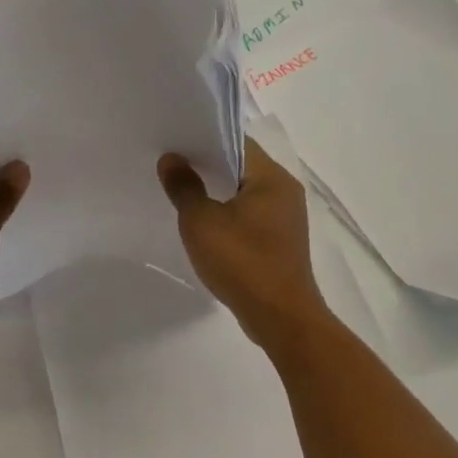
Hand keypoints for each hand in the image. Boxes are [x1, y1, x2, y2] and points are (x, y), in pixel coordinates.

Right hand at [158, 139, 331, 351]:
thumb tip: (171, 159)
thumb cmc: (242, 263)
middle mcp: (285, 191)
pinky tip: (205, 227)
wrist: (280, 317)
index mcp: (272, 177)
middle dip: (207, 167)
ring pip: (245, 194)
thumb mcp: (201, 223)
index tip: (175, 144)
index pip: (237, 142)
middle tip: (171, 168)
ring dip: (217, 194)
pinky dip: (228, 216)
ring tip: (183, 195)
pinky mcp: (281, 242)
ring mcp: (286, 218)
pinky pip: (250, 217)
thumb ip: (184, 187)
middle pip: (242, 167)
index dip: (205, 140)